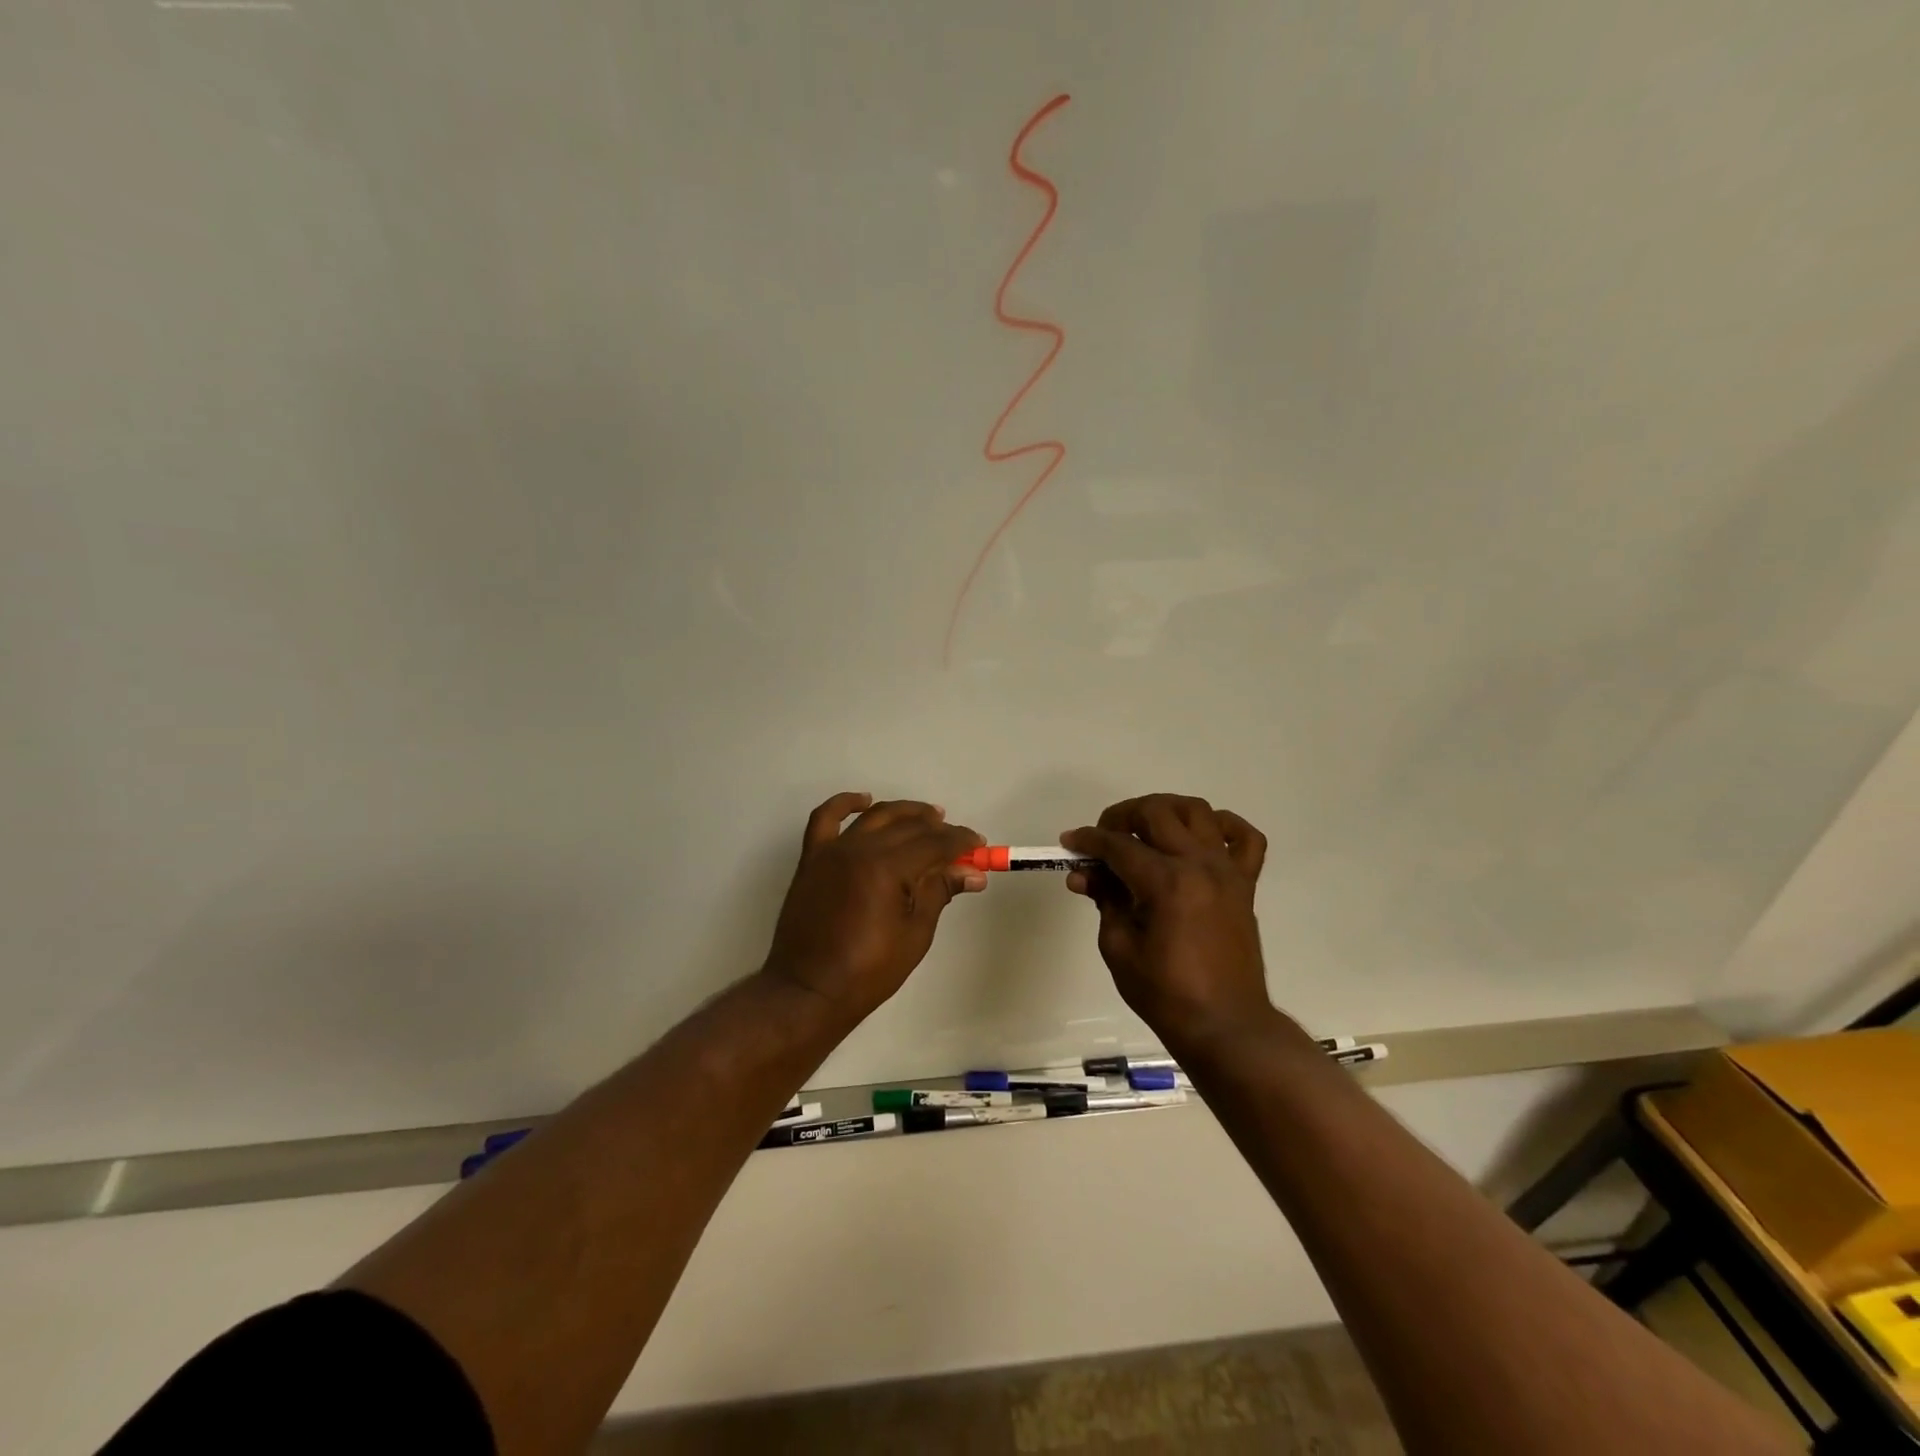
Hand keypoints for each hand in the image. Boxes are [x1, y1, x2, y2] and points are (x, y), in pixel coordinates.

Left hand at [762, 792, 985, 1020]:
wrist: (809, 990)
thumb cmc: (868, 970)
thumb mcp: (915, 934)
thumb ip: (939, 892)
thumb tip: (972, 873)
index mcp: (887, 868)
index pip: (934, 844)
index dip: (961, 843)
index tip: (980, 847)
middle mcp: (860, 849)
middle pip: (908, 827)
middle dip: (939, 830)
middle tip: (960, 841)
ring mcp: (832, 851)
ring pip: (875, 817)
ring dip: (905, 811)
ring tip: (929, 816)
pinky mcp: (812, 858)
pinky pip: (825, 818)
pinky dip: (845, 803)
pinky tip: (864, 800)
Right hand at [1061, 795, 1272, 1050]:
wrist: (1225, 1025)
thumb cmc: (1166, 994)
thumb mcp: (1119, 948)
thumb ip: (1105, 900)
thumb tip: (1084, 874)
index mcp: (1166, 883)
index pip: (1118, 845)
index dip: (1089, 840)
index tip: (1070, 842)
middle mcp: (1199, 865)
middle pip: (1157, 813)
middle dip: (1122, 816)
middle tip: (1103, 837)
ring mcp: (1227, 871)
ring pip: (1198, 811)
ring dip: (1166, 810)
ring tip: (1145, 829)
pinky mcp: (1245, 884)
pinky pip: (1245, 838)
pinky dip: (1223, 826)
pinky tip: (1201, 837)